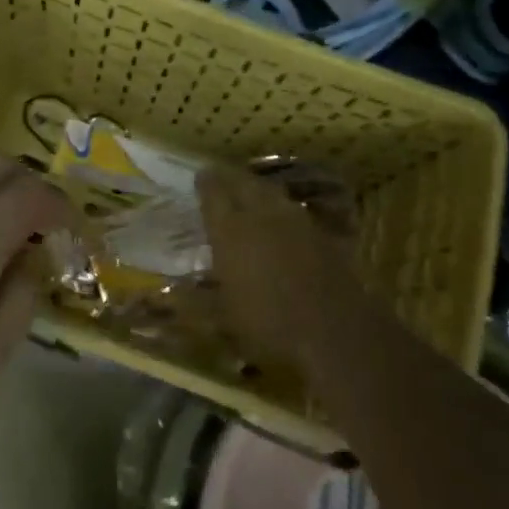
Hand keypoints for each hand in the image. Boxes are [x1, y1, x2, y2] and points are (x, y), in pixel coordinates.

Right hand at [199, 168, 376, 375]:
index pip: (213, 193)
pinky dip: (282, 209)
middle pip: (243, 183)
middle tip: (220, 176)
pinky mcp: (321, 234)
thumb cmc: (268, 326)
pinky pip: (295, 211)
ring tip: (249, 191)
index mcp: (230, 231)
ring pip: (271, 192)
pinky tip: (281, 219)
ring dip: (257, 188)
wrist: (334, 331)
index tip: (199, 176)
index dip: (205, 183)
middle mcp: (261, 216)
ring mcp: (296, 221)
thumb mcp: (223, 319)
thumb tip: (174, 294)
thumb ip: (198, 301)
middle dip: (230, 177)